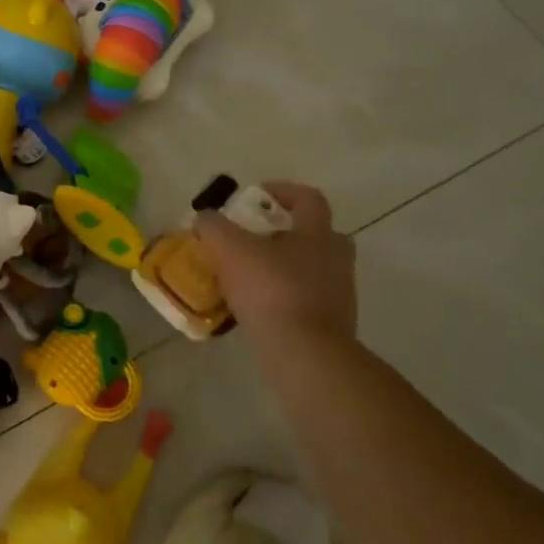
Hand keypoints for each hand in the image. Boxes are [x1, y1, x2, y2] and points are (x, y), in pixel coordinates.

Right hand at [194, 182, 356, 343]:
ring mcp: (338, 294)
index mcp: (317, 234)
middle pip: (316, 235)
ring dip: (282, 267)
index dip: (282, 190)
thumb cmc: (270, 290)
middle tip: (255, 238)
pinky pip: (305, 299)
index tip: (256, 195)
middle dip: (286, 233)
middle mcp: (335, 259)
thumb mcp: (229, 249)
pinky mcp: (331, 324)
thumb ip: (213, 227)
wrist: (303, 353)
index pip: (308, 198)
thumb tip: (205, 218)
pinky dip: (282, 297)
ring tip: (247, 275)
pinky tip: (254, 306)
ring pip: (310, 268)